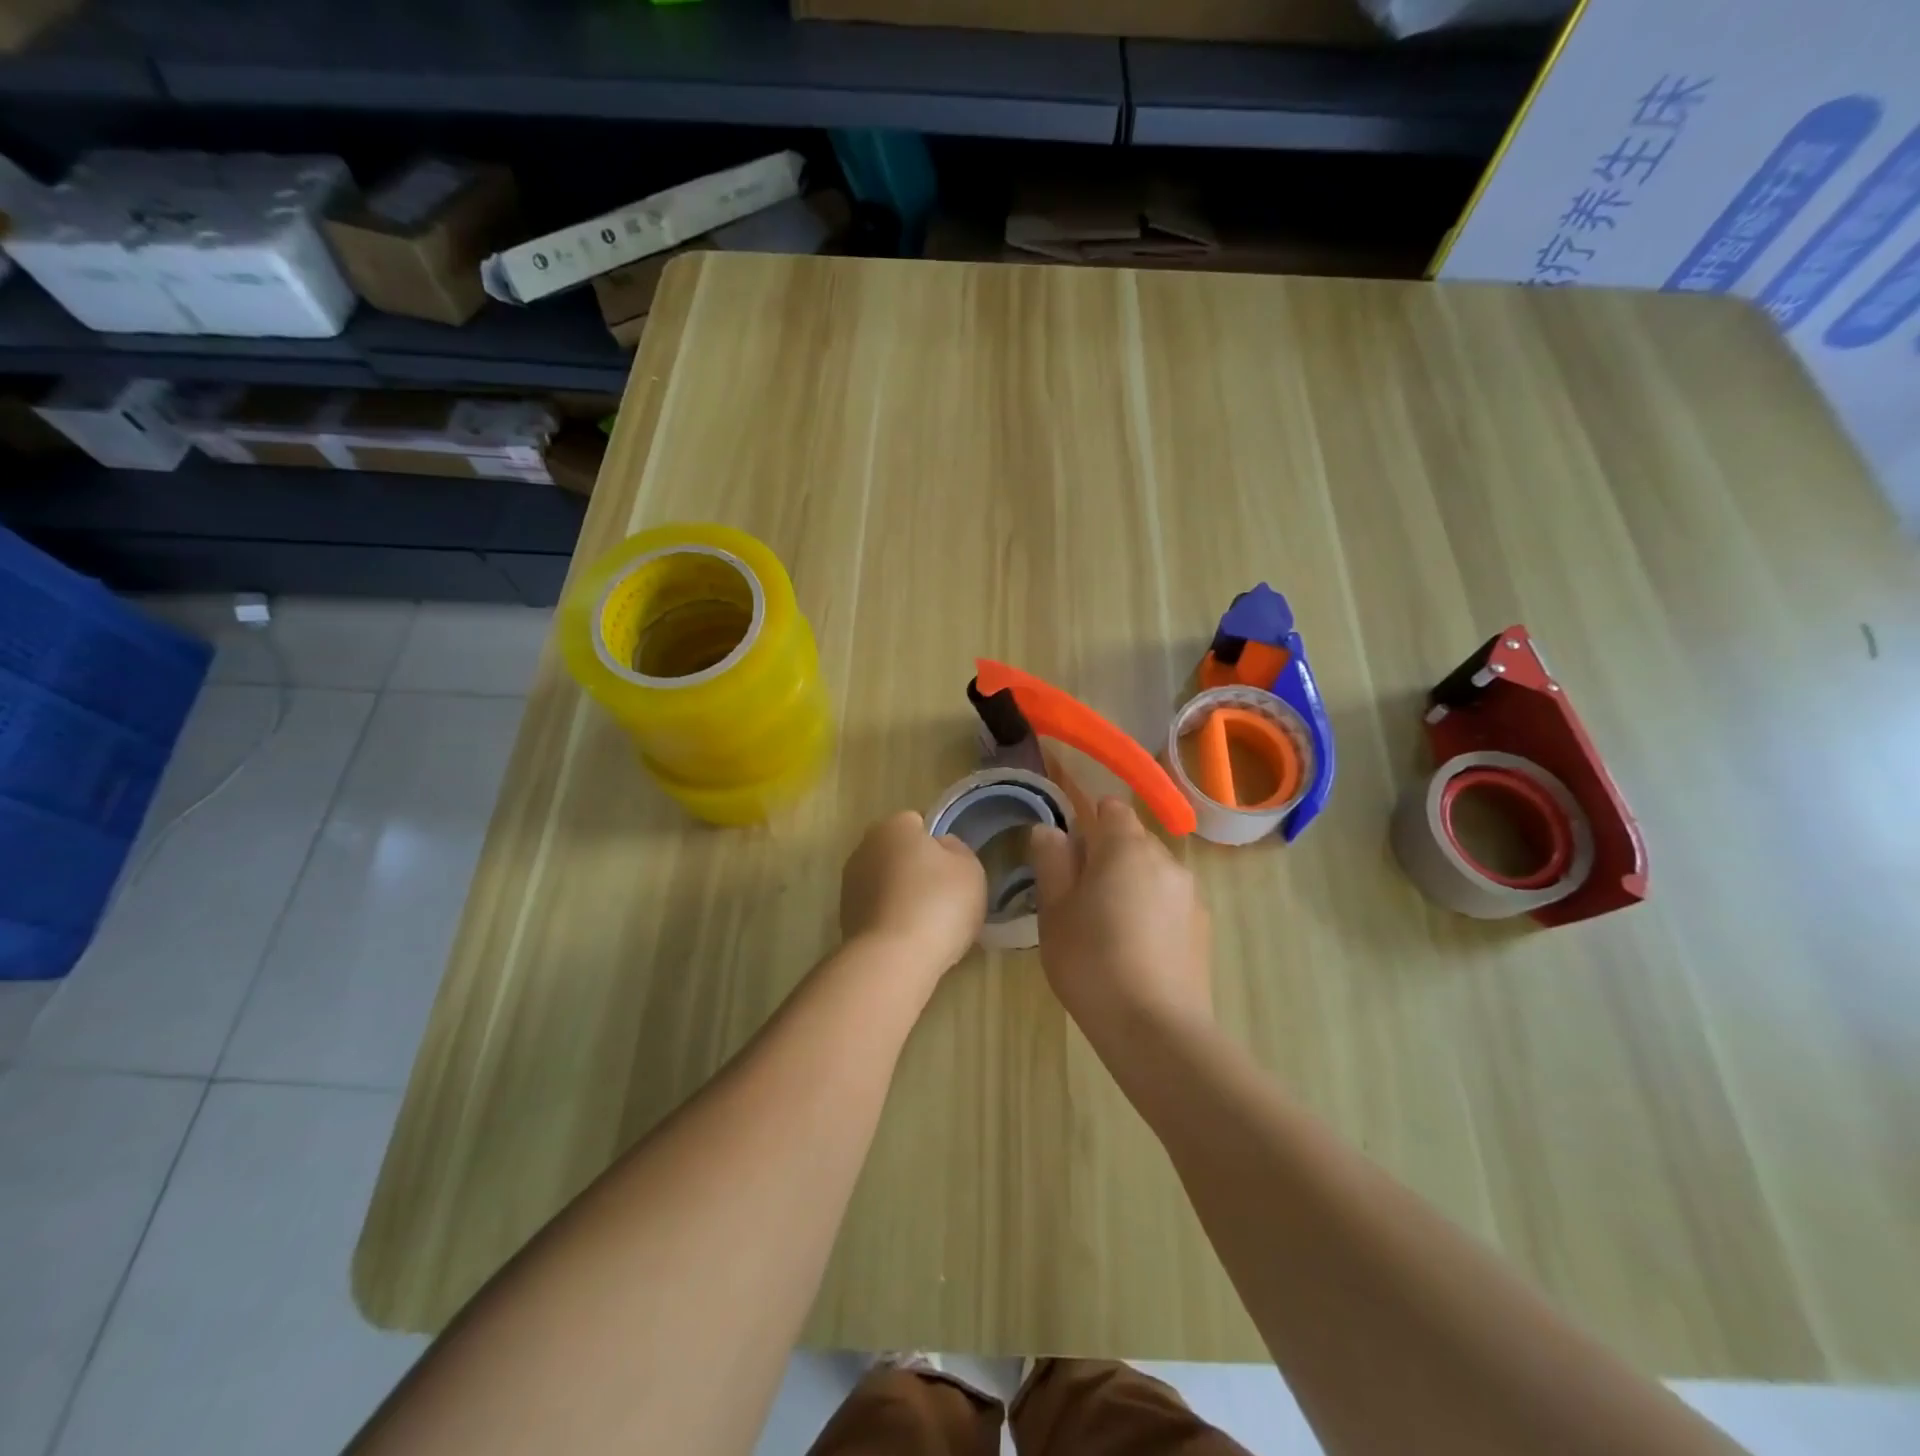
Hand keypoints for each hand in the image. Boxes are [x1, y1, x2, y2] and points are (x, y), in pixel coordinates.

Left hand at [840, 811, 987, 975]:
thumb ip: (957, 850)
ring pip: (885, 881)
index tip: (952, 869)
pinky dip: (890, 918)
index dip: (937, 844)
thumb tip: (941, 847)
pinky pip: (877, 909)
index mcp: (894, 825)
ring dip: (901, 894)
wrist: (893, 958)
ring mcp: (850, 883)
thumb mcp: (969, 869)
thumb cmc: (938, 903)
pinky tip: (908, 939)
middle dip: (916, 868)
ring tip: (927, 923)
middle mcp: (865, 846)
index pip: (918, 823)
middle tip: (943, 896)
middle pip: (898, 852)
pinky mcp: (844, 917)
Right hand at [1029, 798, 1212, 1039]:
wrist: (1155, 1028)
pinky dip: (1152, 909)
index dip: (1088, 821)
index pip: (1111, 808)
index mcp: (1125, 847)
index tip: (1068, 853)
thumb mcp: (1054, 911)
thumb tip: (1050, 830)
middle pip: (1133, 838)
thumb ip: (1051, 862)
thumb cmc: (1091, 961)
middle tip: (1079, 895)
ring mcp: (1190, 893)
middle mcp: (1165, 859)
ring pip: (1152, 870)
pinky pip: (1169, 900)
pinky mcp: (1202, 926)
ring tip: (1108, 925)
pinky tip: (1136, 947)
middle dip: (1107, 854)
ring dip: (1131, 882)